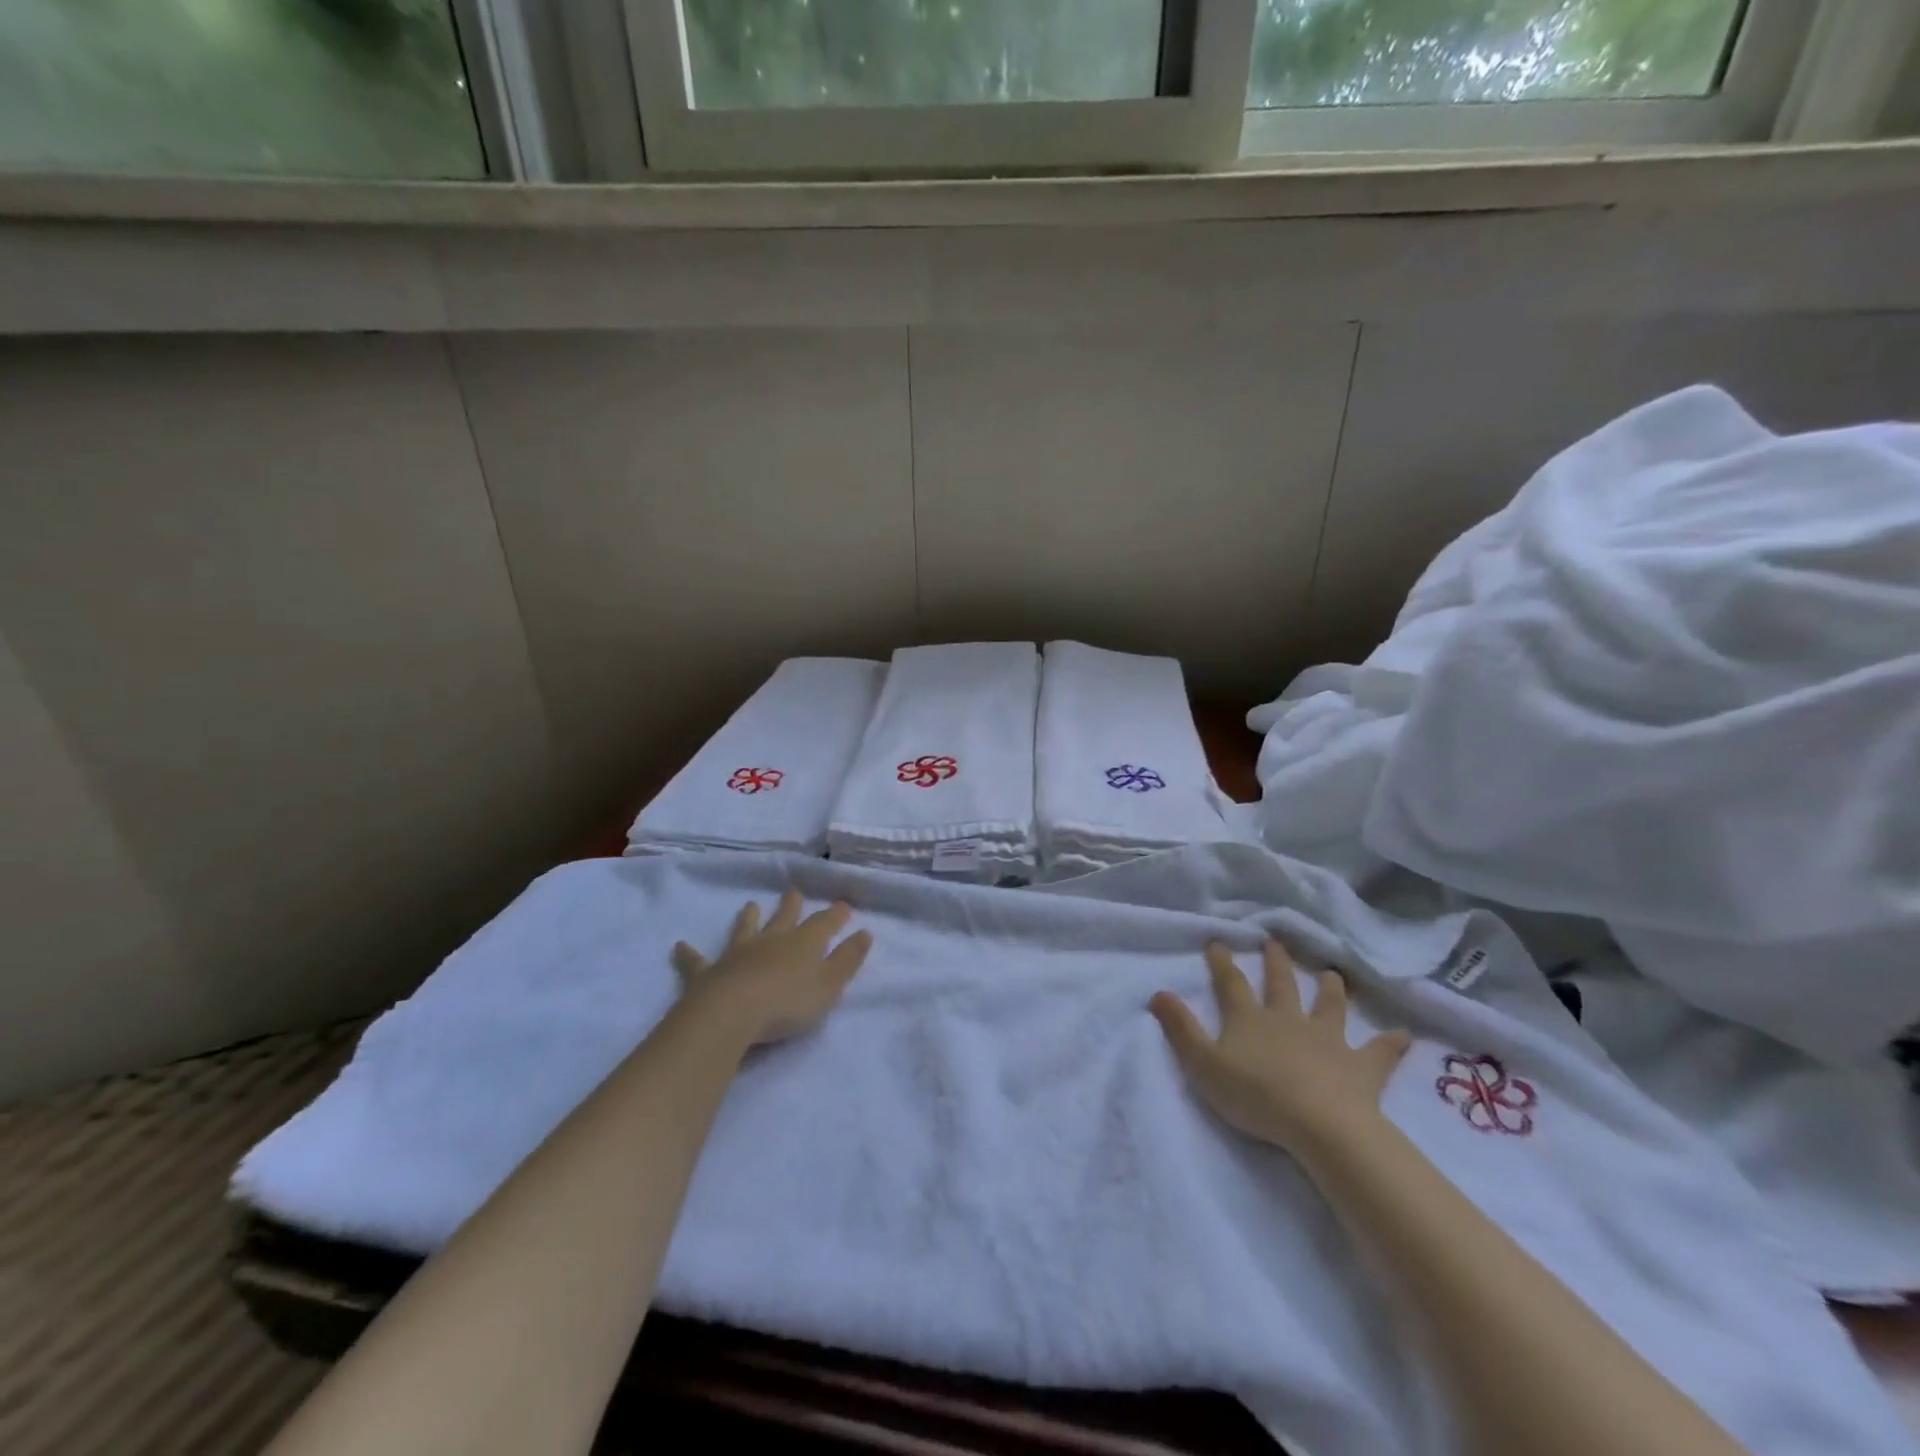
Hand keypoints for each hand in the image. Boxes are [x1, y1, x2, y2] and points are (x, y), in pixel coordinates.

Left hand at [672, 891, 871, 1045]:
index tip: (844, 906)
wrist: (731, 1015)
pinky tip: (679, 946)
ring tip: (749, 904)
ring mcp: (737, 954)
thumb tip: (865, 933)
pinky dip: (688, 953)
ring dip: (748, 917)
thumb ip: (847, 961)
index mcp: (803, 943)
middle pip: (784, 918)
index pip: (824, 923)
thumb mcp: (829, 986)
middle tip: (793, 892)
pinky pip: (697, 960)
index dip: (836, 915)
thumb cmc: (787, 1004)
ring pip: (745, 929)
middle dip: (791, 906)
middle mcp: (771, 941)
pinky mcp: (708, 973)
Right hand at [1151, 941, 1411, 1158]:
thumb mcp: (1203, 1064)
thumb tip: (1158, 992)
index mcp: (1250, 1019)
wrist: (1319, 1125)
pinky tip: (1404, 1035)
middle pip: (1282, 985)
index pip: (1231, 983)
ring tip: (1333, 973)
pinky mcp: (1361, 1067)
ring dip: (1330, 990)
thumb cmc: (1256, 1095)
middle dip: (1276, 963)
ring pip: (1330, 1007)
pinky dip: (1391, 1044)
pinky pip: (1379, 1053)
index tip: (1218, 941)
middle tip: (1275, 942)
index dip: (1222, 962)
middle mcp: (1289, 1020)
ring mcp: (1328, 1040)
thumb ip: (1181, 1029)